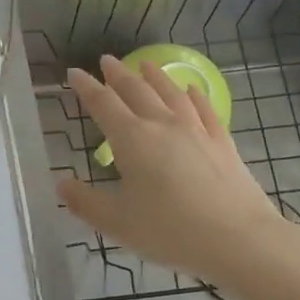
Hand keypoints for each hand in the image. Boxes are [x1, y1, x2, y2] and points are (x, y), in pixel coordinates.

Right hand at [57, 56, 299, 292]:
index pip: (103, 103)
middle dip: (118, 74)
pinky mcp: (222, 142)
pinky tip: (191, 90)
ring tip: (146, 64)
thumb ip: (85, 202)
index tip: (74, 73)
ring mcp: (196, 130)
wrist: (239, 239)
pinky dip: (193, 95)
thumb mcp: (117, 223)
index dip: (86, 87)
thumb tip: (60, 183)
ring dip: (155, 76)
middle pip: (136, 90)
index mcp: (132, 139)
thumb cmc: (170, 231)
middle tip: (107, 60)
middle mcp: (162, 124)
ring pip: (170, 93)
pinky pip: (204, 109)